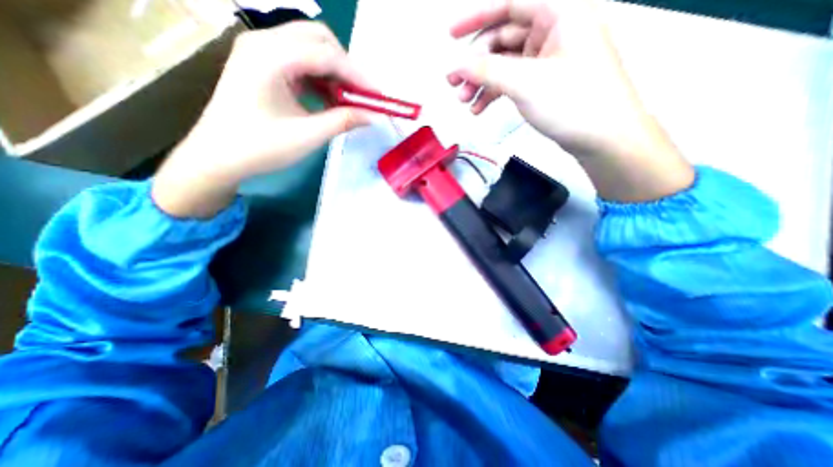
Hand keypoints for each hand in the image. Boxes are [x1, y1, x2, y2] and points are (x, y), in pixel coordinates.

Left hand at [152, 21, 370, 217]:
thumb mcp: (307, 136)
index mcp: (271, 56)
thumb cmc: (260, 147)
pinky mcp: (263, 65)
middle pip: (318, 39)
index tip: (378, 97)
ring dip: (334, 72)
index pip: (327, 55)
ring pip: (310, 48)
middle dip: (347, 67)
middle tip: (362, 96)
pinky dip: (320, 78)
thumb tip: (372, 116)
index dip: (358, 76)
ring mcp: (261, 51)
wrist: (218, 156)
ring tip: (348, 100)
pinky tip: (329, 99)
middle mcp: (264, 42)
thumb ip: (343, 121)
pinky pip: (300, 61)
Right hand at [446, 0, 694, 200]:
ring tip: (465, 102)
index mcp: (559, 12)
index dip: (476, 18)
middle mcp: (554, 30)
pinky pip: (514, 81)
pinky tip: (479, 109)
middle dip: (476, 63)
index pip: (510, 3)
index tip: (450, 35)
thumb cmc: (572, 102)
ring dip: (482, 81)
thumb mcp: (526, 83)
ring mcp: (549, 59)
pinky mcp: (545, 82)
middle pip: (503, 38)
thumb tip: (456, 66)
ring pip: (506, 63)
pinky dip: (495, 93)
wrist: (604, 138)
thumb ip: (487, 70)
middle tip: (454, 85)